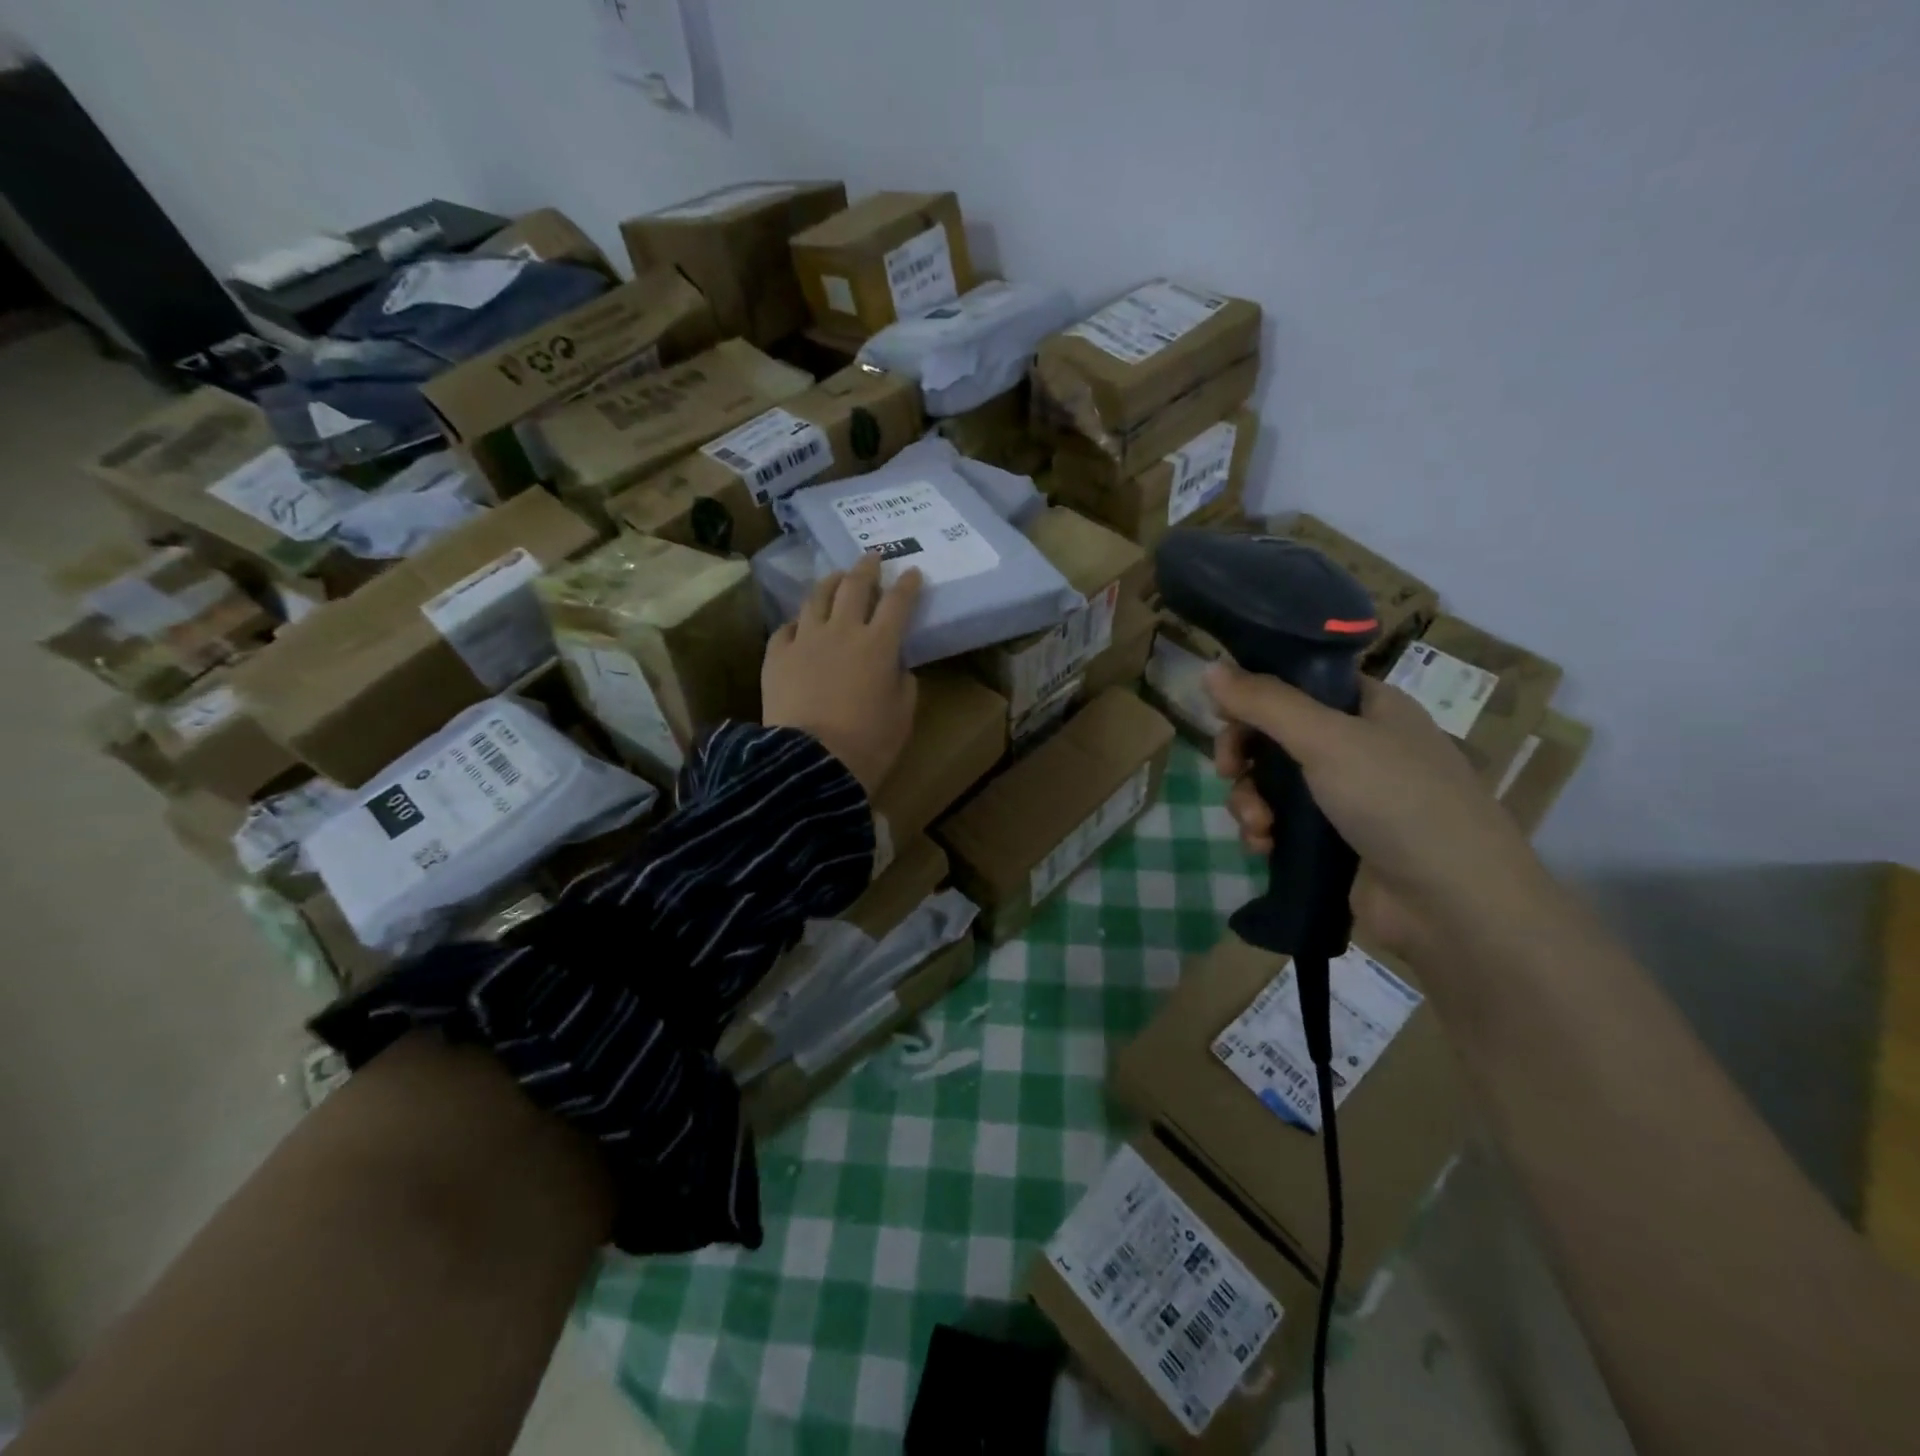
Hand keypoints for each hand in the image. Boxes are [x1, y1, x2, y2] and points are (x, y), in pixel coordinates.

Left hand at [763, 553, 921, 795]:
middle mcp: (842, 630)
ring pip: (817, 597)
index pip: (898, 602)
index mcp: (879, 644)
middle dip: (867, 568)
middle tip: (872, 558)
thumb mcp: (902, 714)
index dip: (908, 585)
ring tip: (837, 577)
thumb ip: (903, 682)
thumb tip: (896, 667)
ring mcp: (805, 639)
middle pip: (855, 586)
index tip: (913, 573)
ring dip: (831, 582)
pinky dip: (798, 622)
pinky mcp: (776, 655)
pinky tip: (801, 624)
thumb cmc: (869, 743)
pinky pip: (787, 628)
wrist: (812, 762)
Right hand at [1204, 662, 1545, 956]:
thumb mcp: (1327, 739)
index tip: (1222, 715)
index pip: (1299, 683)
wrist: (1452, 905)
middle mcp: (1359, 746)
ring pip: (1272, 783)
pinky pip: (1282, 824)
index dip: (1256, 695)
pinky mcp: (1334, 842)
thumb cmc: (1397, 801)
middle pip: (1277, 735)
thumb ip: (1264, 702)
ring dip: (1250, 801)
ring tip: (1258, 826)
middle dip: (1245, 756)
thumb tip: (1208, 666)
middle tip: (1228, 771)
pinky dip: (1265, 832)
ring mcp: (1347, 797)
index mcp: (1369, 708)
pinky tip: (1264, 847)